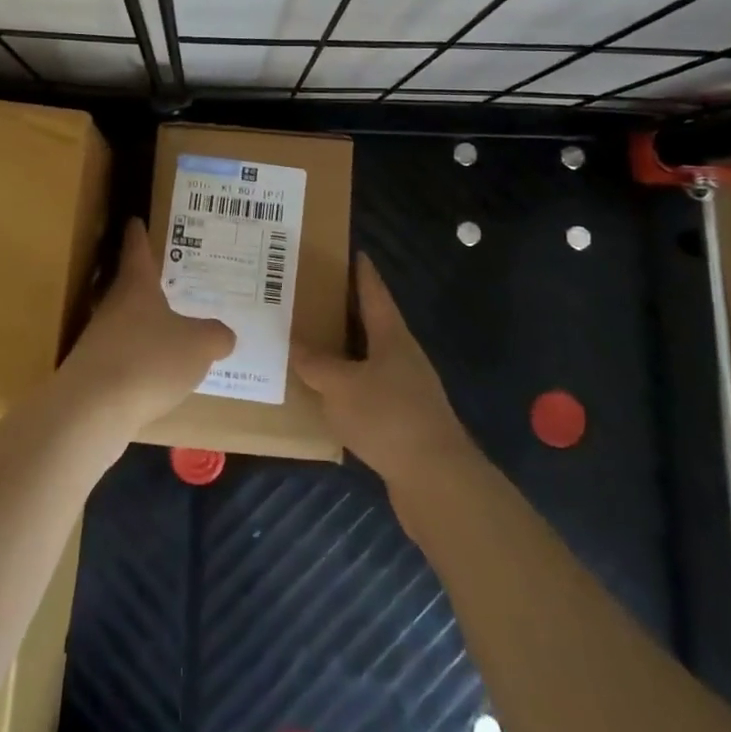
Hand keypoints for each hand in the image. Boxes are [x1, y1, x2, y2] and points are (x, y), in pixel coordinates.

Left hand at [61, 219, 234, 430]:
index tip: (135, 220)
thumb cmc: (149, 360)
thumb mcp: (199, 345)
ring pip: (126, 323)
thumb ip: (216, 336)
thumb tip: (223, 334)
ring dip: (145, 325)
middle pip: (130, 287)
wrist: (93, 410)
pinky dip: (140, 360)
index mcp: (136, 286)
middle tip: (173, 280)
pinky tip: (157, 376)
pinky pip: (124, 357)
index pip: (137, 250)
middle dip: (149, 285)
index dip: (138, 234)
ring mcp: (98, 340)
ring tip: (172, 332)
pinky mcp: (93, 373)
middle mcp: (113, 306)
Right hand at [293, 253, 478, 490]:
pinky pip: (368, 391)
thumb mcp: (340, 386)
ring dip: (344, 351)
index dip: (362, 272)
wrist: (436, 480)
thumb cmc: (387, 417)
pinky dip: (347, 386)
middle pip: (372, 324)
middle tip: (312, 296)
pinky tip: (326, 394)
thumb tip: (295, 343)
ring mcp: (406, 390)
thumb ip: (316, 364)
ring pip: (368, 359)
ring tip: (311, 343)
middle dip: (345, 310)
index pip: (374, 293)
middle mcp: (402, 356)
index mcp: (391, 336)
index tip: (351, 251)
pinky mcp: (402, 421)